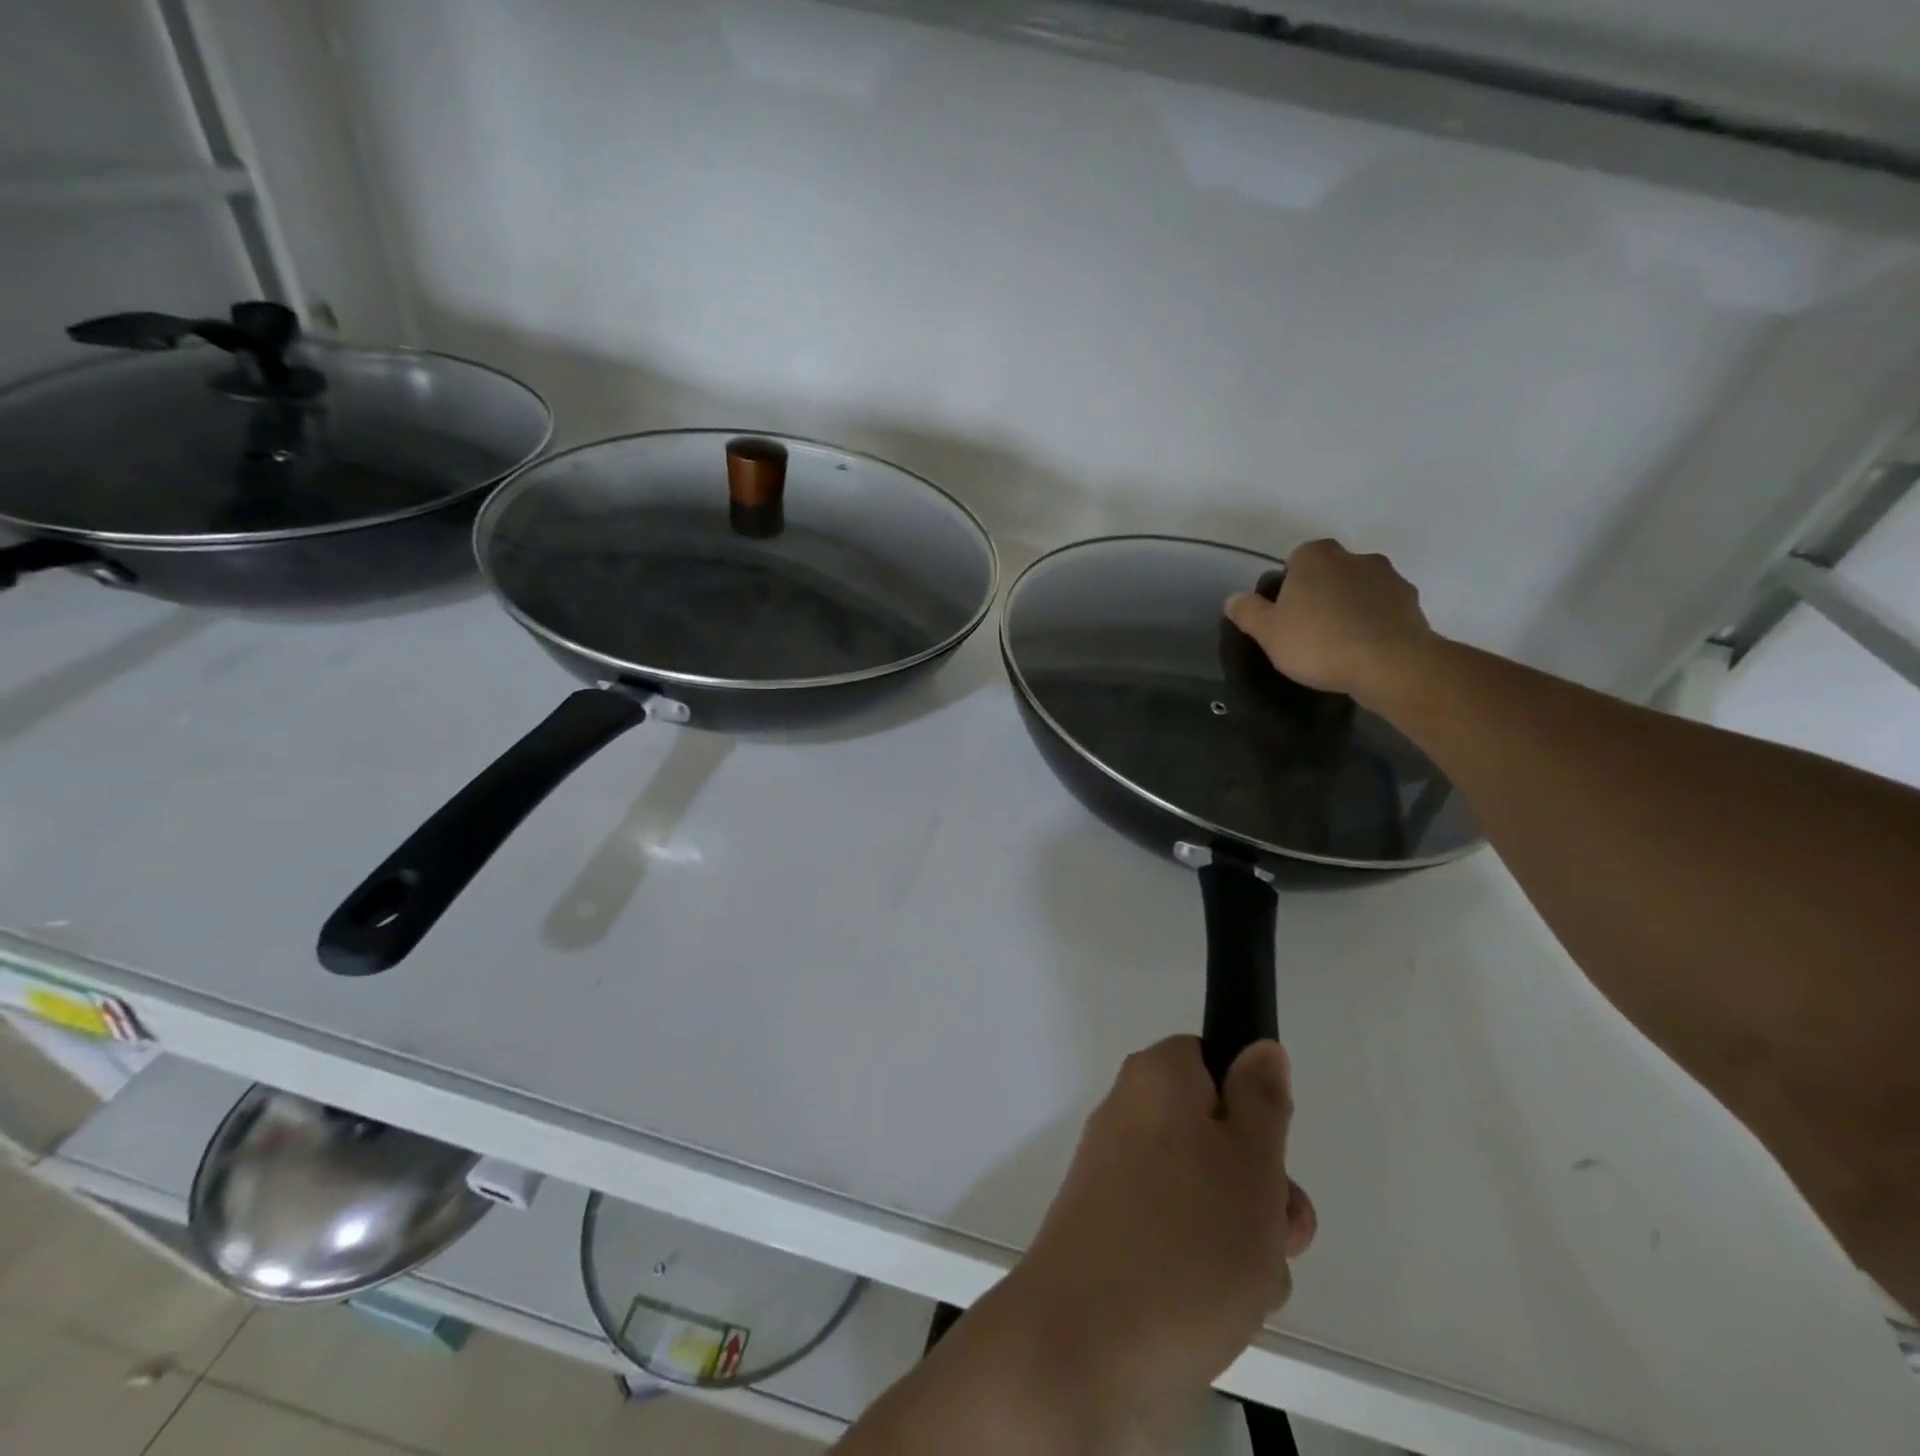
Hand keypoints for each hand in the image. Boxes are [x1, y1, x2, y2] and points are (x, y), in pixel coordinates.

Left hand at [1012, 1038, 1314, 1429]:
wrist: (1086, 1345)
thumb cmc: (1186, 1239)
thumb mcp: (1251, 1161)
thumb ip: (1262, 1100)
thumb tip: (1259, 1049)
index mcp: (1155, 1079)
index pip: (1212, 1062)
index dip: (1251, 1106)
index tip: (1271, 1154)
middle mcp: (1129, 1117)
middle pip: (1216, 1137)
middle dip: (1259, 1189)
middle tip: (1275, 1232)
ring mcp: (1117, 1180)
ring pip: (1206, 1197)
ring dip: (1242, 1241)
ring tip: (1244, 1286)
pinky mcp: (1111, 1237)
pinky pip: (1177, 1238)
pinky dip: (1206, 1271)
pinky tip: (1216, 1314)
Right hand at [1225, 539, 1434, 704]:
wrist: (1389, 664)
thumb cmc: (1318, 642)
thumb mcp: (1268, 632)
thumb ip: (1248, 612)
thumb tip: (1234, 599)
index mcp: (1316, 556)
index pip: (1295, 560)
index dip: (1288, 587)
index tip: (1285, 615)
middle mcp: (1355, 556)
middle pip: (1329, 572)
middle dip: (1320, 593)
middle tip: (1308, 629)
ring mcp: (1389, 577)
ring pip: (1358, 588)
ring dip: (1349, 606)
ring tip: (1338, 643)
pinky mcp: (1412, 602)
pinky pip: (1383, 608)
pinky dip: (1373, 621)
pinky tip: (1363, 648)